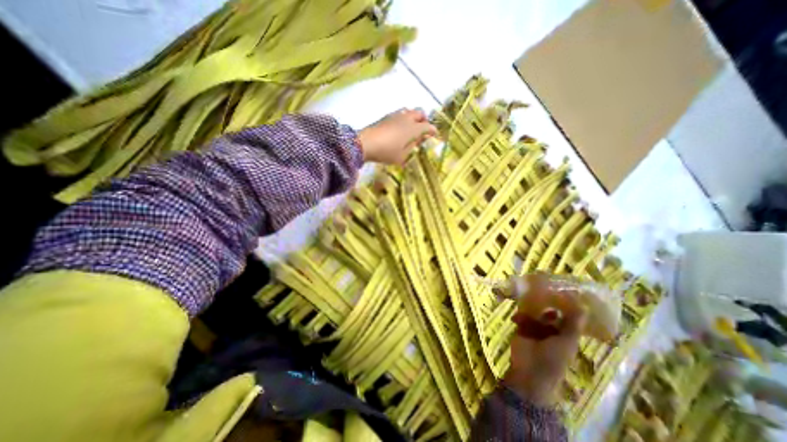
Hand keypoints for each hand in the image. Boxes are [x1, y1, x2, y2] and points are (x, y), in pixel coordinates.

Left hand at [360, 109, 440, 166]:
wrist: (365, 143)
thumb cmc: (386, 152)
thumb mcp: (402, 156)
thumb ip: (413, 147)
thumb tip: (419, 141)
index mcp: (413, 129)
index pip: (428, 127)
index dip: (433, 131)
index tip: (434, 136)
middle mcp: (407, 118)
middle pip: (420, 113)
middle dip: (424, 120)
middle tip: (423, 130)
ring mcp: (396, 115)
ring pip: (410, 111)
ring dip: (414, 118)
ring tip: (411, 128)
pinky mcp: (386, 116)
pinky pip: (400, 113)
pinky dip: (404, 118)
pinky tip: (400, 128)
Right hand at [501, 294, 585, 406]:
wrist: (531, 371)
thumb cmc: (554, 358)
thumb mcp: (568, 341)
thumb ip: (574, 322)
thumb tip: (582, 303)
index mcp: (566, 333)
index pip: (567, 315)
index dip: (565, 303)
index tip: (561, 288)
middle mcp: (552, 329)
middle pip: (550, 311)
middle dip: (546, 301)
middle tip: (540, 289)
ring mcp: (536, 328)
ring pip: (535, 312)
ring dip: (531, 308)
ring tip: (526, 301)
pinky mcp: (522, 327)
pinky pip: (522, 316)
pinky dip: (520, 316)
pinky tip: (517, 319)